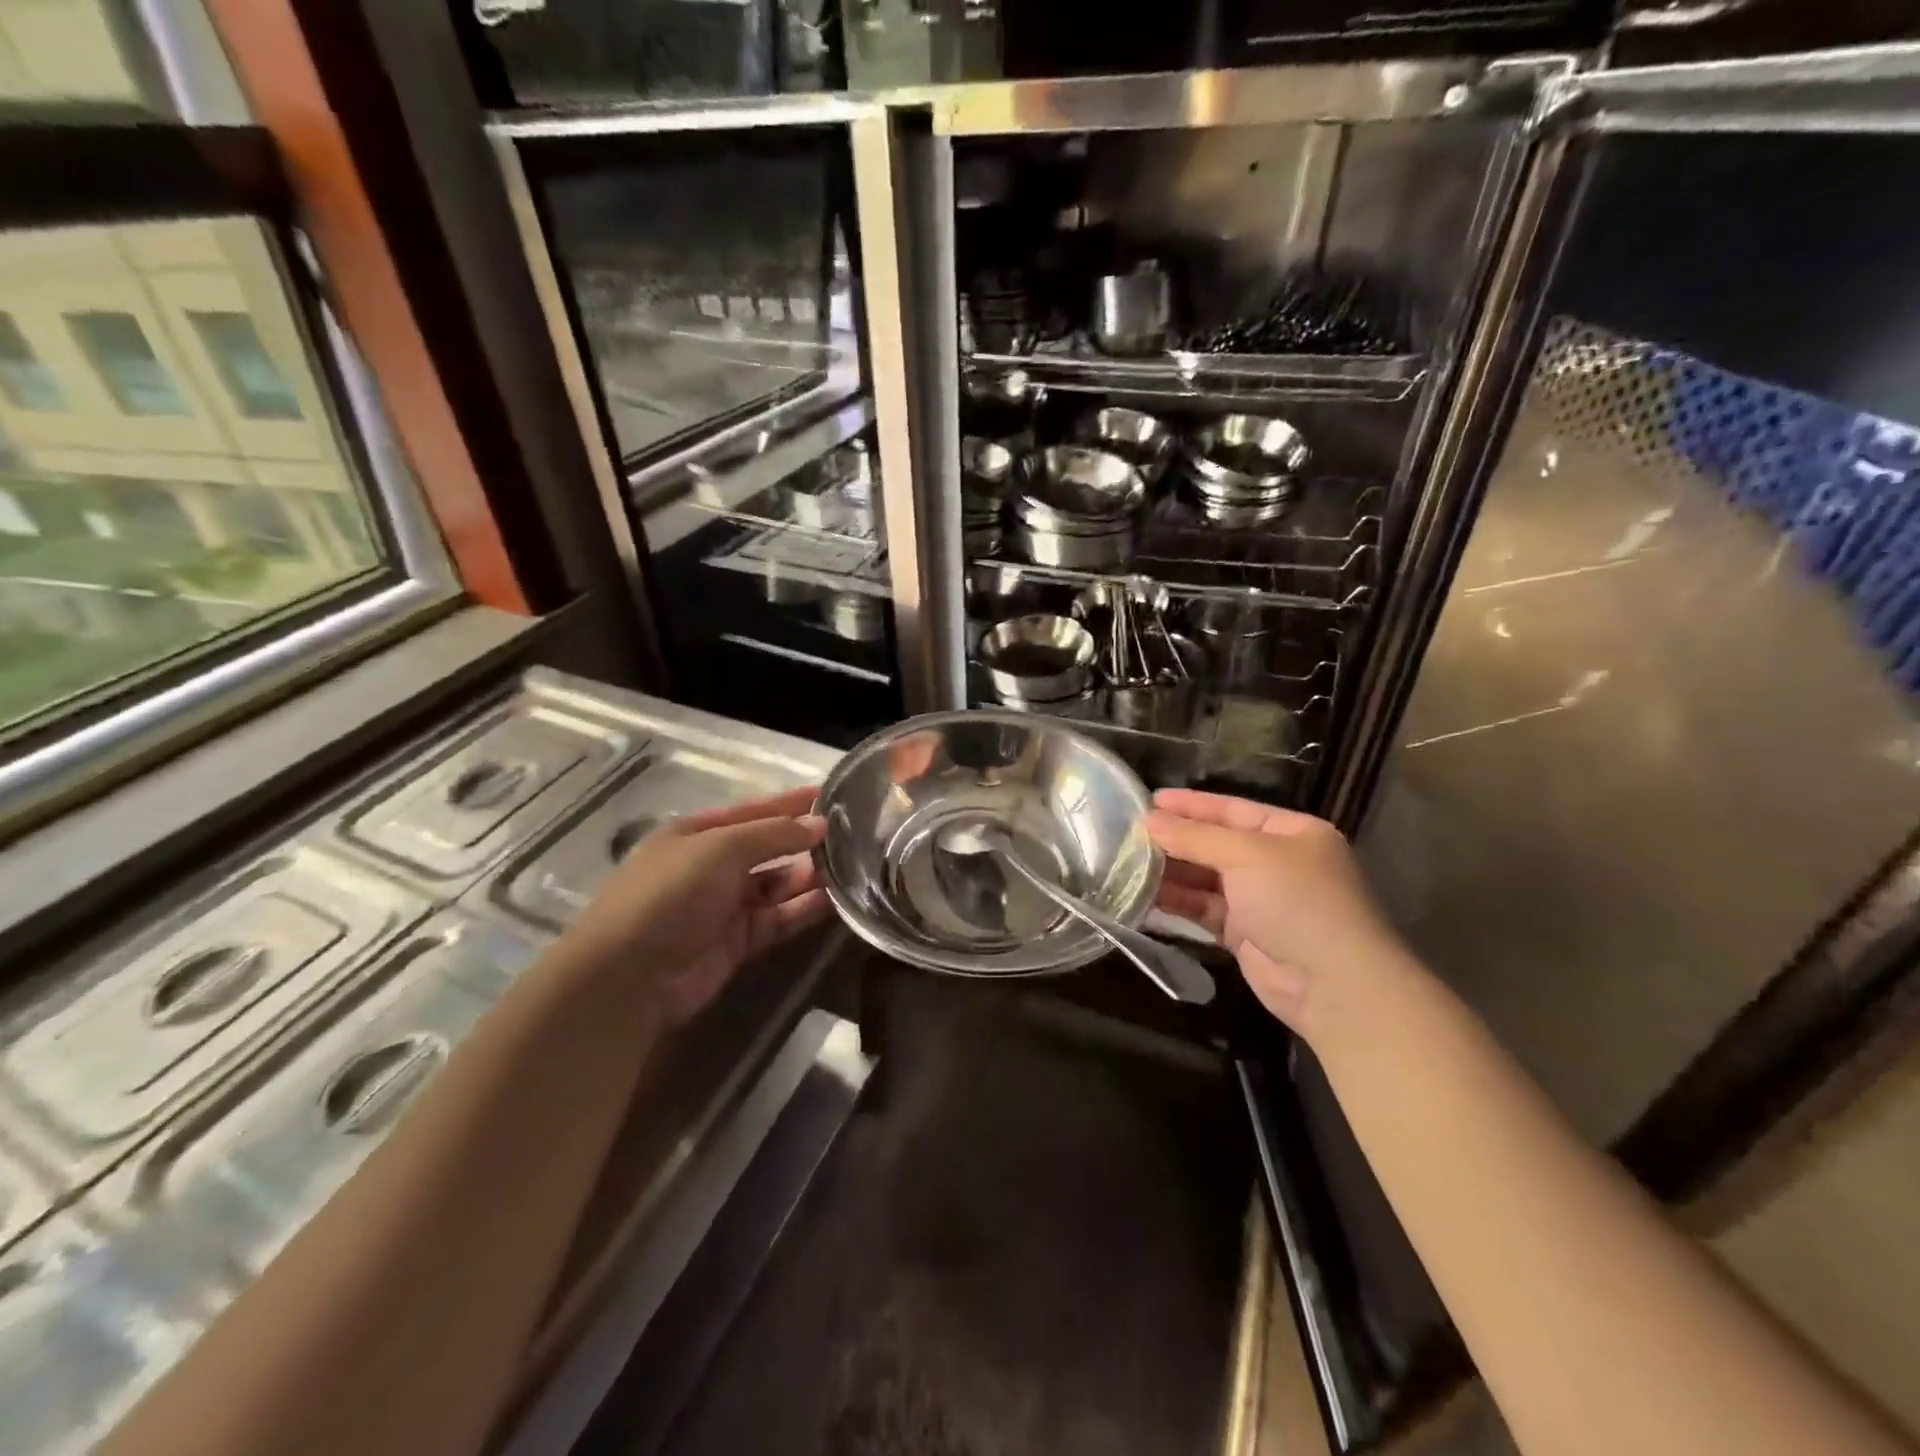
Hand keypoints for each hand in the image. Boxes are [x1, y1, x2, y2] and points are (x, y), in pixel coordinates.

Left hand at [567, 786, 827, 1021]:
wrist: (629, 977)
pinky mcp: (739, 942)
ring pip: (778, 884)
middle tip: (853, 835)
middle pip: (768, 848)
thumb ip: (774, 834)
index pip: (753, 811)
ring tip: (854, 865)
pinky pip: (779, 918)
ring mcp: (725, 905)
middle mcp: (712, 866)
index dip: (790, 803)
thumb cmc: (671, 894)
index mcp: (697, 834)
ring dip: (810, 875)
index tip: (831, 795)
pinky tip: (837, 899)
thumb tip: (820, 825)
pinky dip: (805, 908)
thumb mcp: (722, 848)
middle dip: (804, 841)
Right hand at [1147, 789, 1411, 1039]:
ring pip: (1206, 878)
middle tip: (1130, 833)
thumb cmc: (1297, 901)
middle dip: (1176, 839)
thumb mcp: (1247, 856)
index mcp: (1291, 833)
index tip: (1150, 800)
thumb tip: (1149, 820)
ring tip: (1128, 863)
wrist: (1333, 984)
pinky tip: (1144, 896)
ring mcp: (1260, 900)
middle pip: (1216, 844)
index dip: (1192, 805)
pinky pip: (1203, 910)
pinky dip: (1177, 903)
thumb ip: (1196, 837)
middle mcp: (1277, 862)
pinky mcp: (1244, 933)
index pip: (1233, 809)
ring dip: (1171, 872)